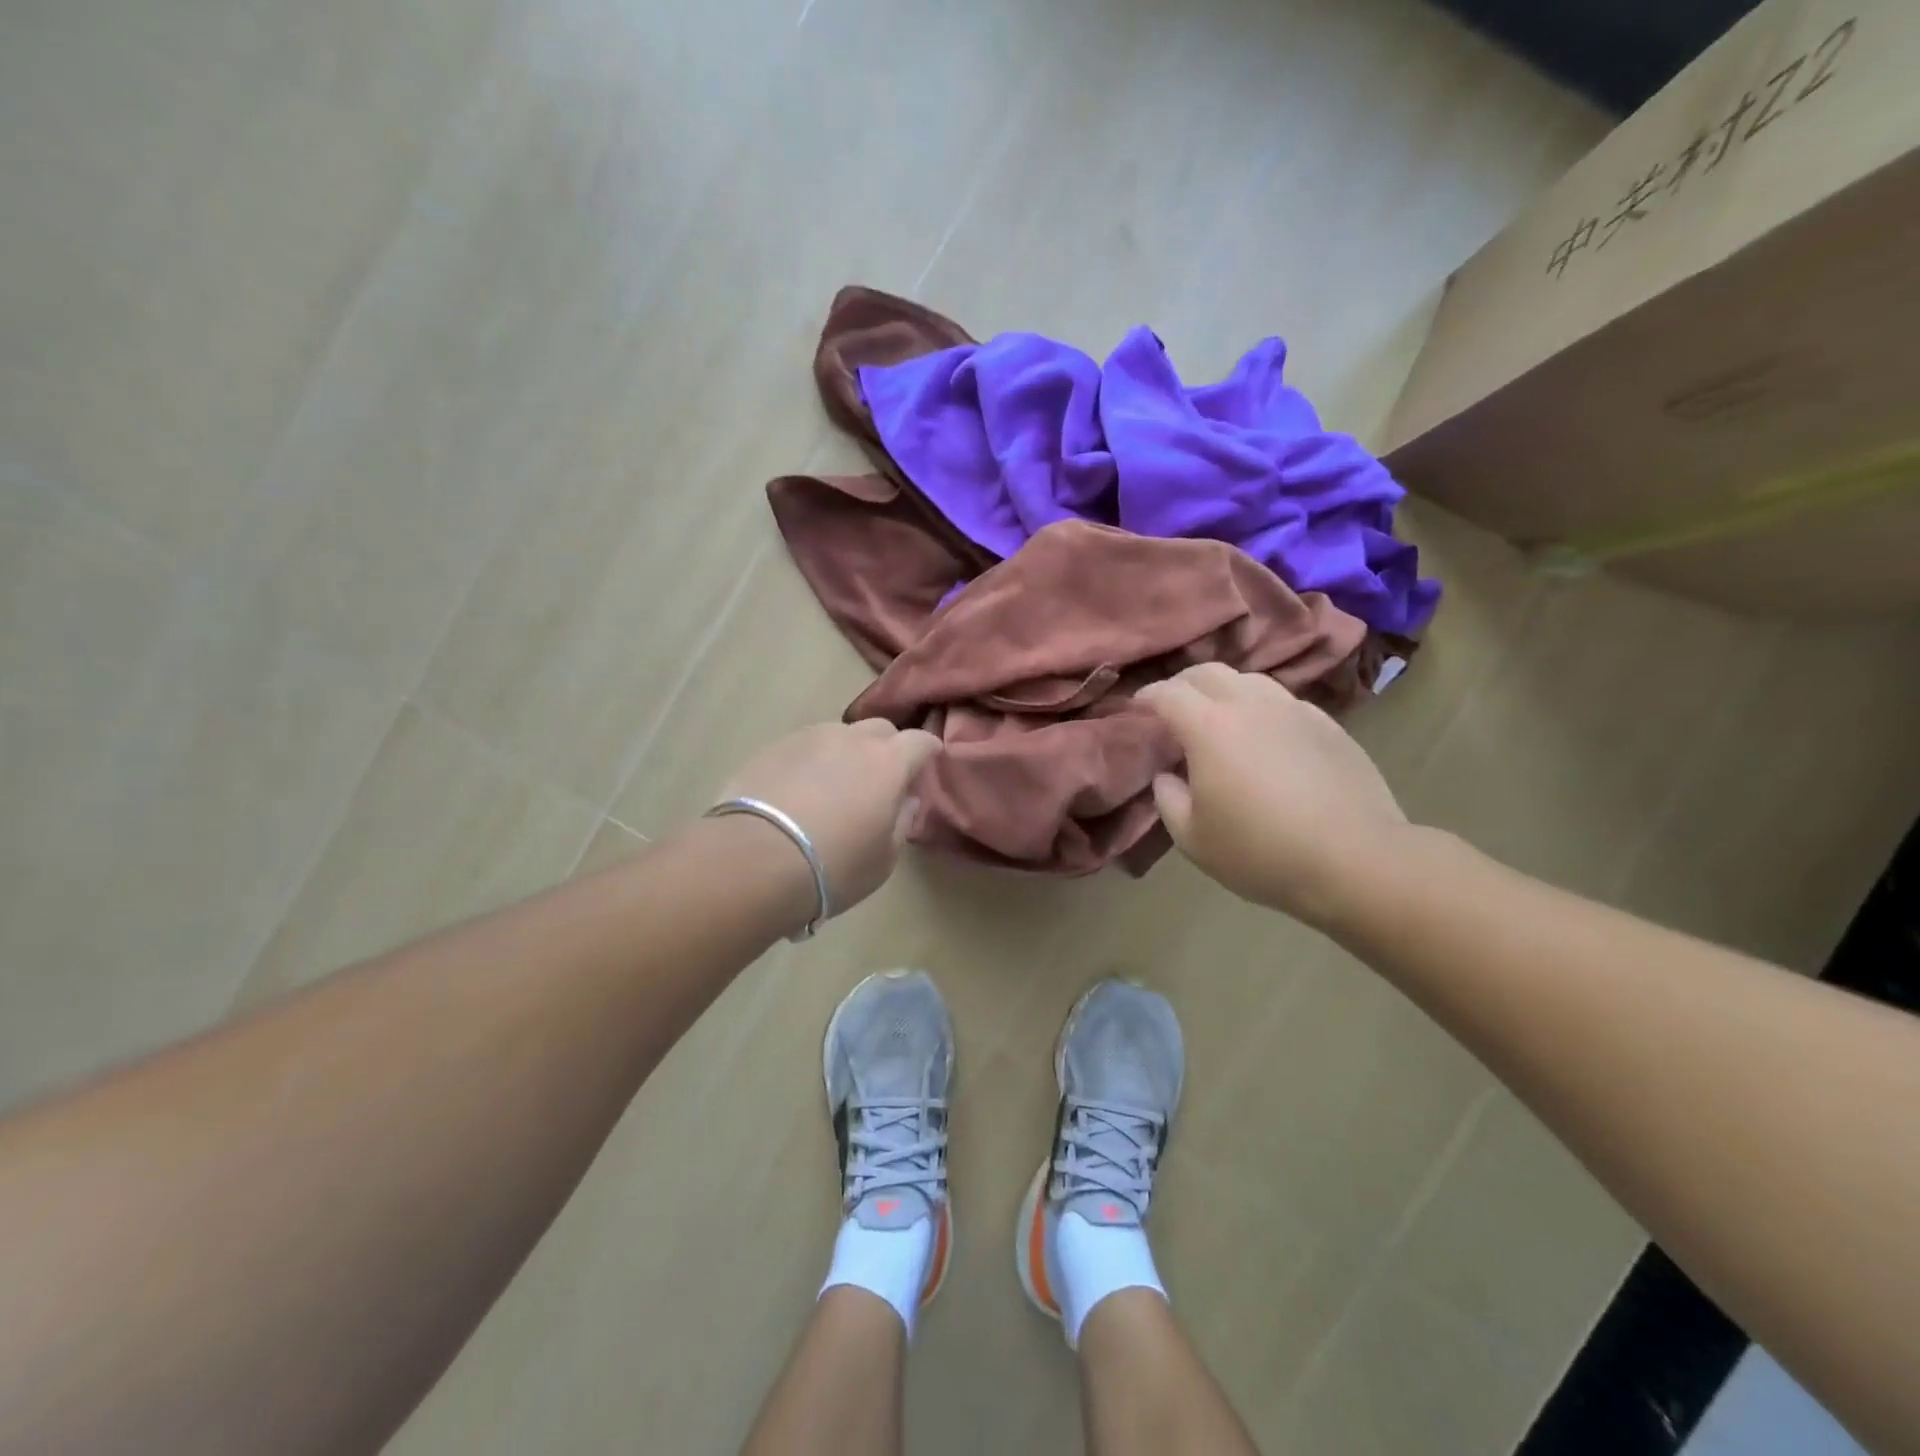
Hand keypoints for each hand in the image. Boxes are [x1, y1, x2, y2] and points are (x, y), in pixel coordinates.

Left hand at [717, 719, 941, 923]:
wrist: (754, 860)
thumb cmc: (834, 867)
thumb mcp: (883, 859)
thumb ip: (901, 823)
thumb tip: (906, 801)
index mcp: (888, 763)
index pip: (920, 741)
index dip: (928, 750)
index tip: (929, 762)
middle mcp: (851, 739)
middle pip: (880, 729)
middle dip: (888, 747)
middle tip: (882, 777)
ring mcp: (809, 738)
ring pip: (839, 734)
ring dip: (847, 752)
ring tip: (836, 783)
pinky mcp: (773, 748)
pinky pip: (805, 746)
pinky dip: (812, 761)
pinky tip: (800, 789)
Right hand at [1136, 664, 1409, 928]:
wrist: (1355, 859)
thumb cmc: (1261, 852)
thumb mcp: (1193, 838)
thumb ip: (1168, 799)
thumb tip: (1167, 775)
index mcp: (1209, 727)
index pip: (1168, 693)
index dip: (1146, 697)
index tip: (1137, 708)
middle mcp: (1250, 704)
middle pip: (1208, 672)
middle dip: (1183, 683)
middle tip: (1174, 707)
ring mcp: (1294, 710)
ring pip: (1250, 680)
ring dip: (1225, 691)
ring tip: (1220, 718)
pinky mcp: (1328, 724)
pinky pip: (1284, 702)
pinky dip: (1262, 708)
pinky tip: (1266, 737)